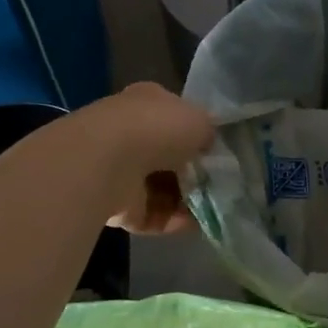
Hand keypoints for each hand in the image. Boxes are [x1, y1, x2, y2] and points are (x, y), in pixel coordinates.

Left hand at [83, 82, 215, 234]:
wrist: (109, 162)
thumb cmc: (158, 129)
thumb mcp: (199, 120)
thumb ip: (207, 133)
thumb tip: (206, 145)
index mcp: (146, 103)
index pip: (173, 117)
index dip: (195, 134)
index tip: (215, 152)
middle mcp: (130, 133)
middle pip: (167, 156)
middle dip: (192, 172)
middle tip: (217, 184)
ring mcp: (120, 170)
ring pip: (160, 188)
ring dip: (186, 200)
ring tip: (212, 208)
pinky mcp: (117, 205)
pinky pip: (152, 214)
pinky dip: (172, 221)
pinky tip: (194, 225)